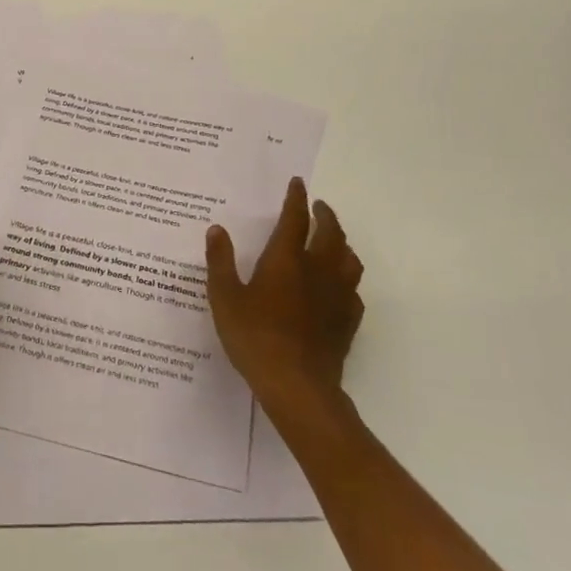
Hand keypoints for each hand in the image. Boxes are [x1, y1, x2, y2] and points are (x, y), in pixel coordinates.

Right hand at [206, 177, 364, 408]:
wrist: (298, 386)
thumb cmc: (256, 337)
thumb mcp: (225, 298)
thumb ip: (220, 262)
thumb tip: (217, 230)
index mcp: (287, 259)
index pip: (295, 218)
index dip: (296, 198)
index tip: (298, 183)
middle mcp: (317, 269)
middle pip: (330, 233)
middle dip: (325, 215)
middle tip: (319, 207)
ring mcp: (337, 296)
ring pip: (349, 258)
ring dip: (342, 243)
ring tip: (334, 240)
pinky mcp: (348, 321)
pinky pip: (354, 291)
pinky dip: (347, 279)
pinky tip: (339, 287)